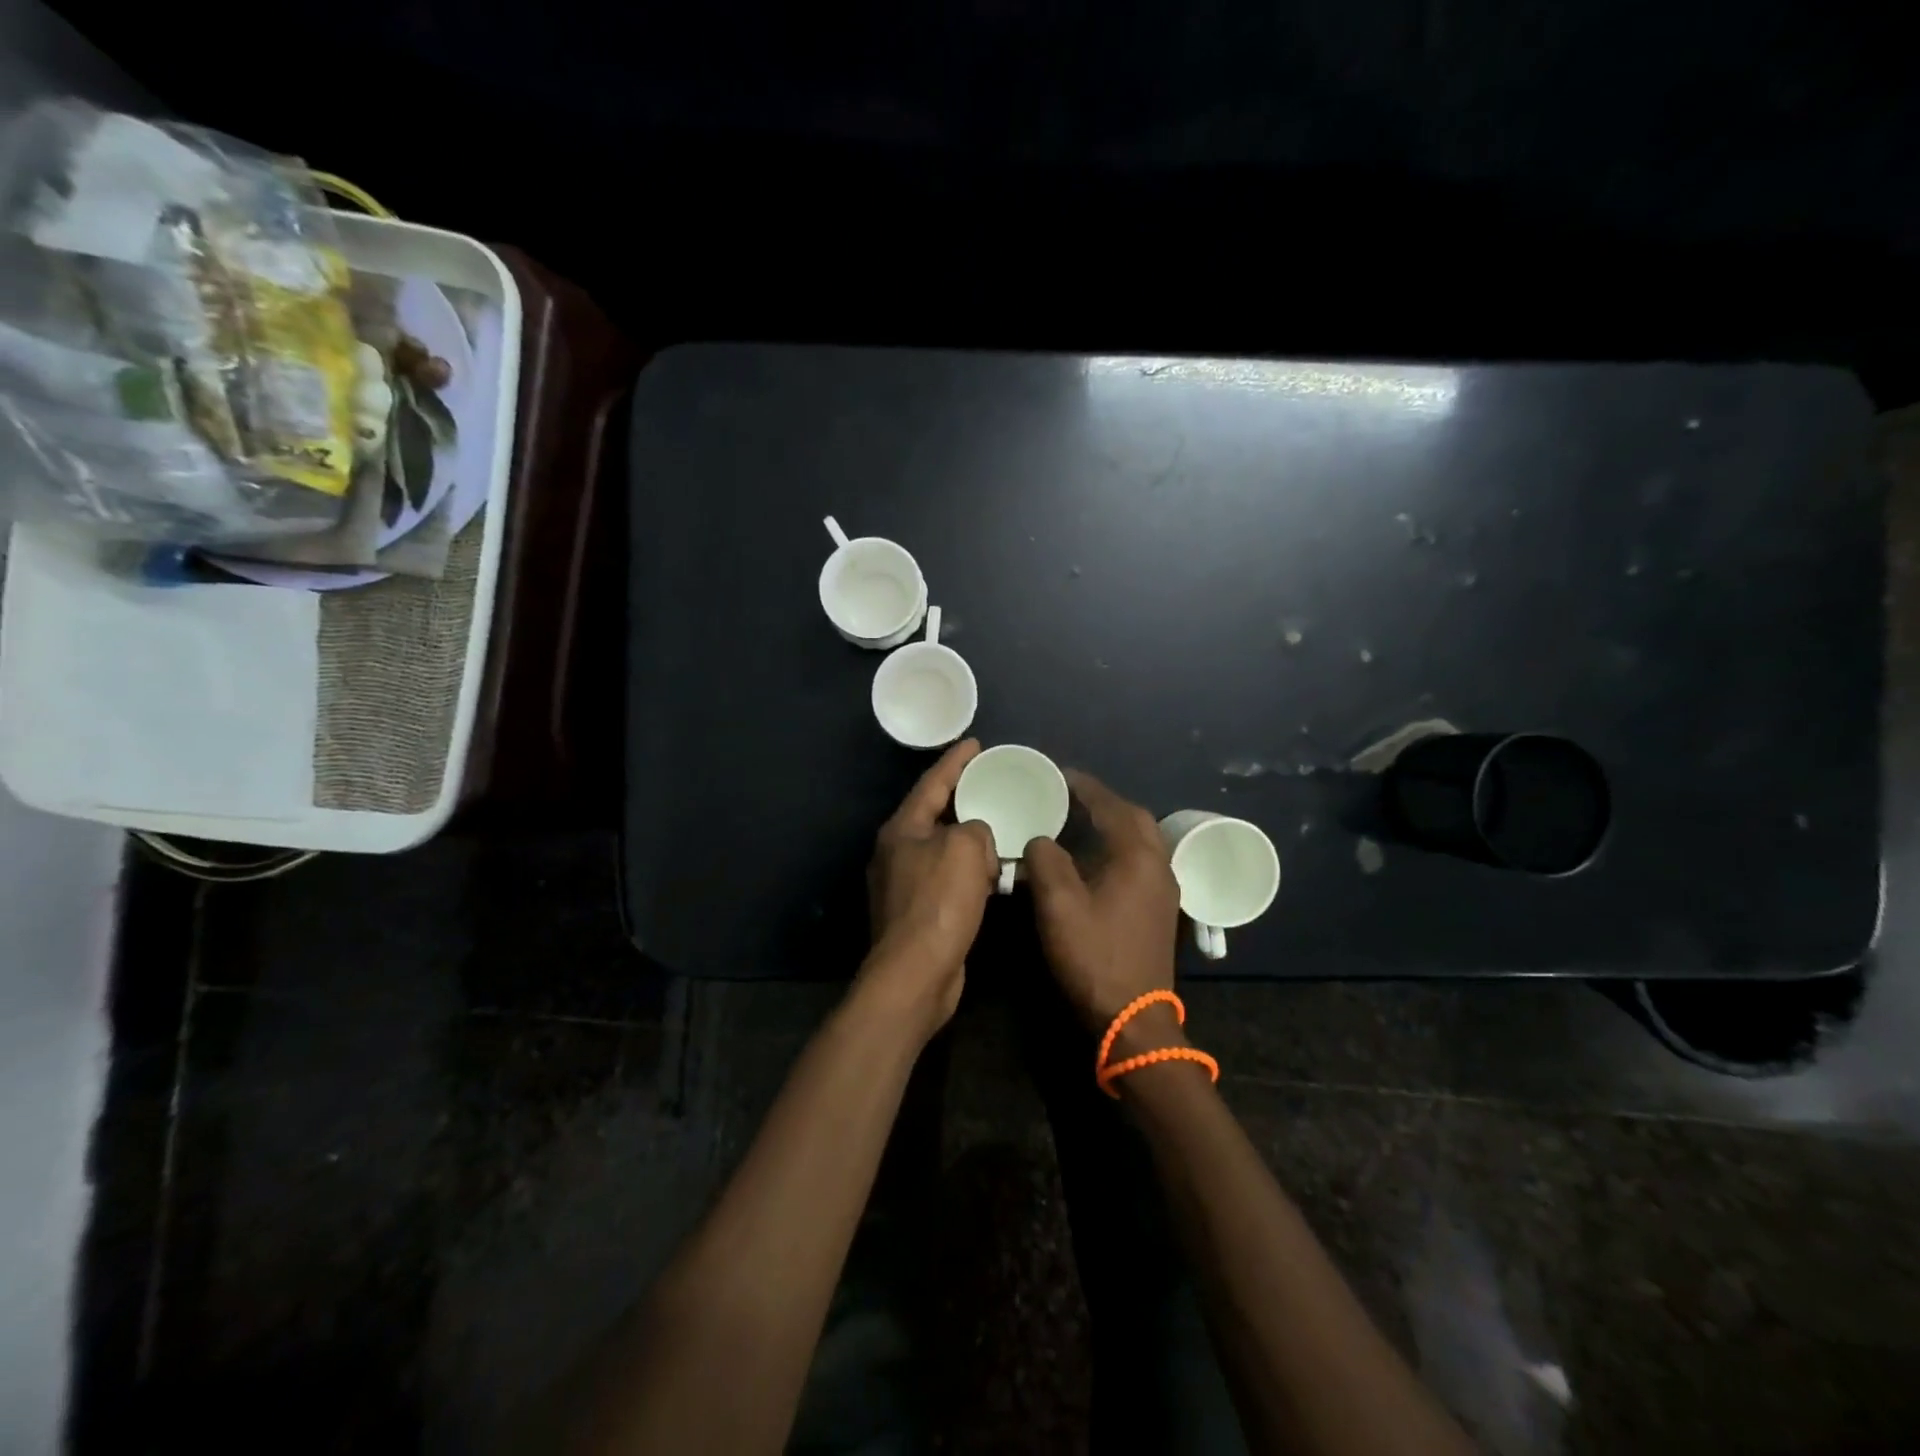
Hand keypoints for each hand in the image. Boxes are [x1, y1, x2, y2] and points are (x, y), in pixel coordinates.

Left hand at [859, 739, 998, 1039]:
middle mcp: (897, 852)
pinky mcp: (918, 912)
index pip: (931, 783)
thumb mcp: (963, 849)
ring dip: (970, 838)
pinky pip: (948, 878)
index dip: (955, 761)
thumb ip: (975, 829)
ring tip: (999, 824)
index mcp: (902, 829)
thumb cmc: (938, 902)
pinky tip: (993, 873)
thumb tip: (977, 839)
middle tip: (991, 782)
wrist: (916, 973)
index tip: (975, 743)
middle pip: (934, 814)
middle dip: (962, 798)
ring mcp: (904, 884)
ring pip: (943, 849)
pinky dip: (970, 871)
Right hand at [1025, 771, 1182, 1043]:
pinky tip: (1095, 859)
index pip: (1111, 806)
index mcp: (1137, 857)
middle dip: (1103, 802)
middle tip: (1070, 796)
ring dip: (1113, 824)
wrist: (1133, 1018)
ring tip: (1079, 821)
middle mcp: (1158, 865)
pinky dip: (1119, 847)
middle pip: (1134, 818)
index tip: (1060, 773)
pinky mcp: (1159, 910)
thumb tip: (1040, 840)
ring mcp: (1163, 889)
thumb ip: (1045, 861)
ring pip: (1141, 840)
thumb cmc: (1095, 957)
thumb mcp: (1059, 906)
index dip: (1085, 787)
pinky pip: (1141, 861)